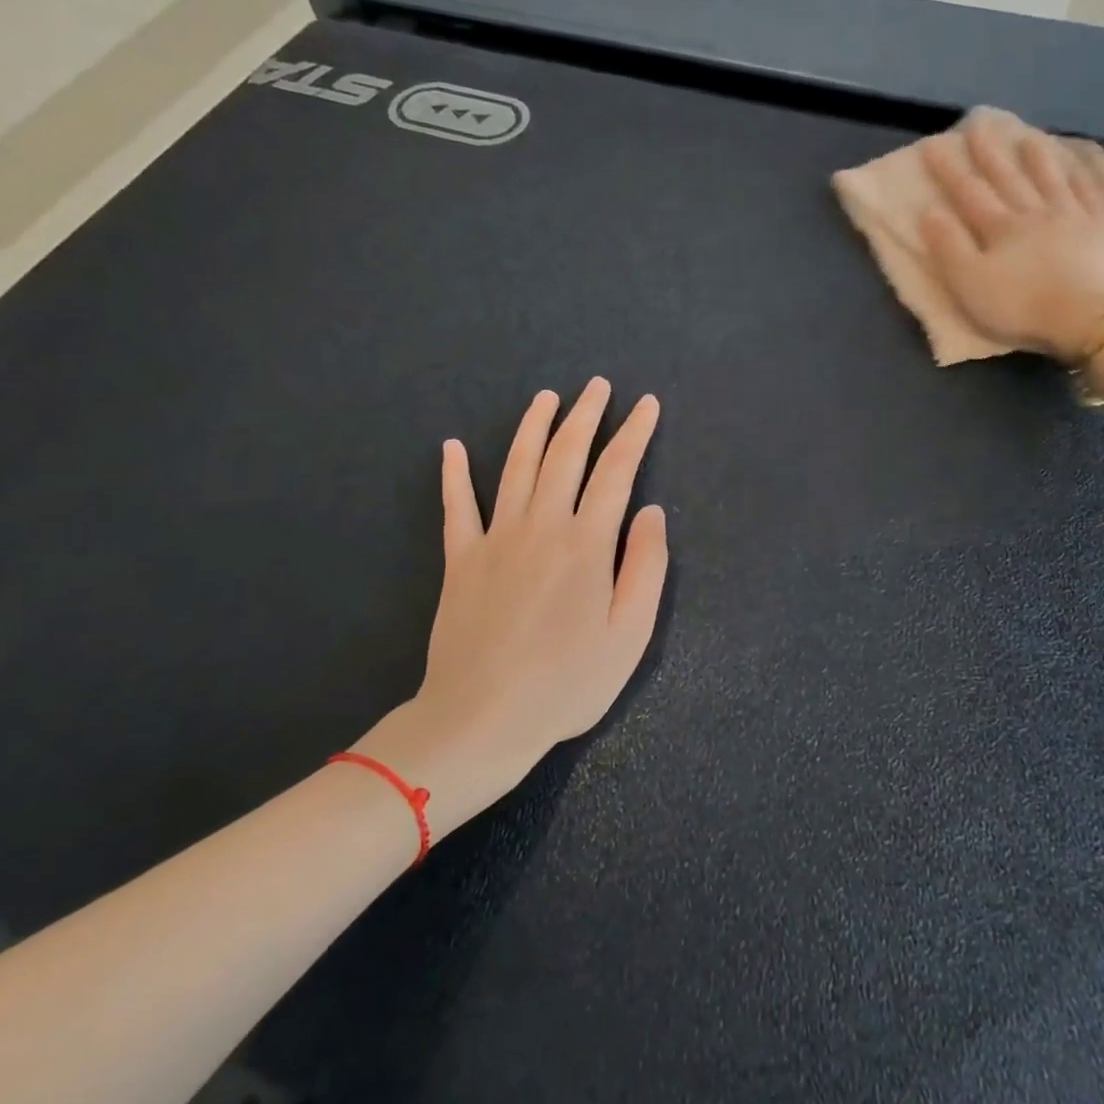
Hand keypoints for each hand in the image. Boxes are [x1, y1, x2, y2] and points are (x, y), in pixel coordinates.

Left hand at [354, 379, 667, 837]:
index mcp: (587, 543)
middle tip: (598, 386)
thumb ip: (646, 567)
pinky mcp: (461, 559)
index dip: (634, 434)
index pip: (616, 472)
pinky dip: (454, 474)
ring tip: (547, 398)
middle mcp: (541, 526)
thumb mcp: (630, 634)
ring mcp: (496, 538)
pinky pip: (457, 506)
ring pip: (516, 467)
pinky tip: (451, 447)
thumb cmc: (568, 683)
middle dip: (586, 416)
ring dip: (533, 428)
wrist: (482, 718)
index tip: (647, 405)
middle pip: (565, 456)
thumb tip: (651, 512)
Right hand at [920, 119, 1103, 358]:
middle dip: (990, 152)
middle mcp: (1036, 212)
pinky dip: (1086, 176)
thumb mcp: (970, 284)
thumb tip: (929, 211)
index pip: (969, 193)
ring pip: (1052, 179)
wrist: (1090, 317)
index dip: (949, 169)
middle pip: (1010, 177)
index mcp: (1001, 228)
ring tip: (1028, 137)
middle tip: (979, 125)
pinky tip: (1083, 165)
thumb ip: (949, 248)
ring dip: (1038, 158)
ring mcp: (1075, 217)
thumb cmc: (1022, 306)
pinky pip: (1094, 194)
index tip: (933, 144)